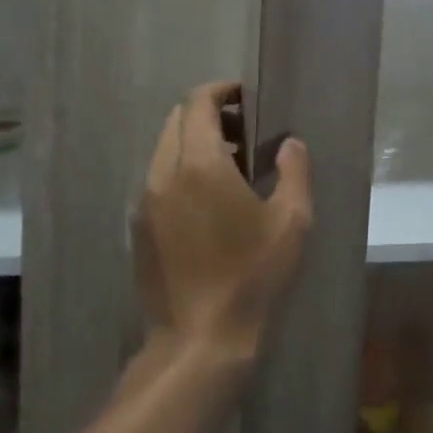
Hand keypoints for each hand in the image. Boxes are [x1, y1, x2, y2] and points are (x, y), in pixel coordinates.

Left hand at [134, 82, 312, 363]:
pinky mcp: (138, 227)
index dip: (221, 91)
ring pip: (164, 149)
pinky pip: (157, 178)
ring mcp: (145, 201)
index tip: (245, 98)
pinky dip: (180, 170)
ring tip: (229, 169)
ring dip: (194, 144)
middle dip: (208, 115)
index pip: (198, 103)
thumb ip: (294, 170)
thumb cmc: (251, 275)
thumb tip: (288, 143)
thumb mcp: (291, 221)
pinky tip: (207, 202)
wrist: (199, 341)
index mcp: (200, 164)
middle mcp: (164, 173)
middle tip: (244, 134)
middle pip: (177, 120)